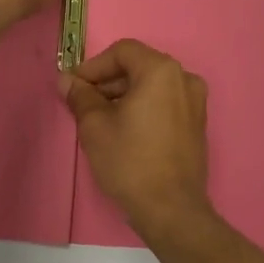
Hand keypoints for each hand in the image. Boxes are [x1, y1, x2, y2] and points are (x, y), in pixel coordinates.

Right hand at [60, 39, 210, 237]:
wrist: (171, 210)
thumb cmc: (130, 161)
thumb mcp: (95, 126)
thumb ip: (80, 96)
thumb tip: (67, 80)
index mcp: (161, 71)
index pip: (122, 52)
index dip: (94, 66)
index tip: (74, 86)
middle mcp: (184, 79)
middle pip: (138, 67)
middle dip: (108, 81)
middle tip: (83, 103)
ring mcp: (196, 102)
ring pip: (152, 86)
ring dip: (124, 95)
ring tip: (100, 119)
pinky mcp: (197, 125)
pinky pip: (165, 103)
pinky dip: (143, 108)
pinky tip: (124, 131)